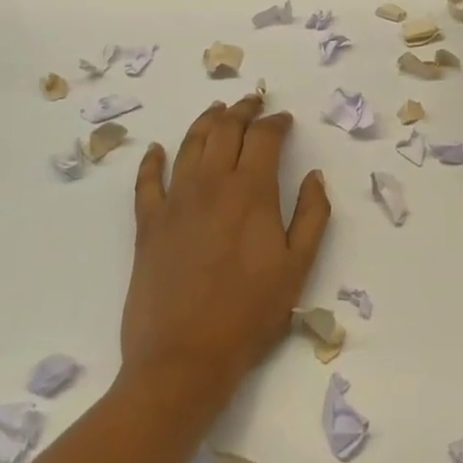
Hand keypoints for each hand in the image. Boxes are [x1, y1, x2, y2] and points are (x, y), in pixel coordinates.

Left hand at [120, 95, 329, 408]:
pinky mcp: (148, 225)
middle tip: (253, 102)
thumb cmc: (249, 315)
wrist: (183, 360)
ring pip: (189, 145)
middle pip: (225, 130)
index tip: (284, 119)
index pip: (264, 137)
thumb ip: (313, 215)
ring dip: (205, 122)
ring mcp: (175, 202)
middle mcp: (211, 184)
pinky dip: (151, 161)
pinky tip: (156, 149)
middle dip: (242, 110)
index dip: (276, 122)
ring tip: (216, 111)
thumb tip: (315, 175)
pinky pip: (147, 182)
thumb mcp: (298, 267)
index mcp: (251, 191)